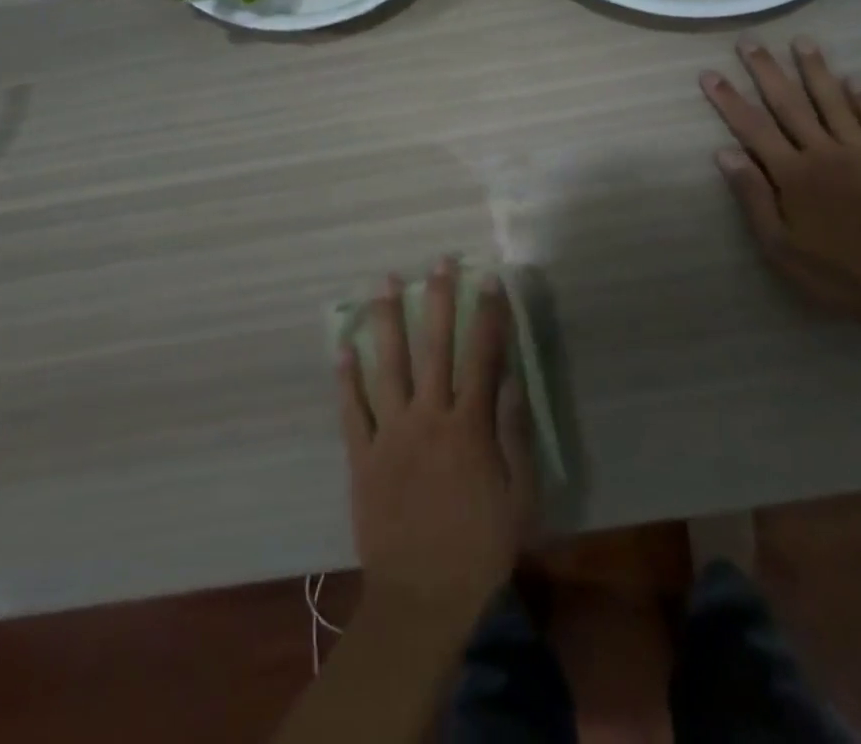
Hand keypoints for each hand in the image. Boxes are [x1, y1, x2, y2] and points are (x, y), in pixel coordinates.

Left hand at [338, 259, 537, 618]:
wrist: (422, 599)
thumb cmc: (480, 548)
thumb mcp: (518, 497)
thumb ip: (514, 434)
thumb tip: (510, 380)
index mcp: (468, 426)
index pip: (482, 356)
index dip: (488, 314)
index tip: (488, 279)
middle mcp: (428, 417)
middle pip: (434, 347)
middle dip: (438, 300)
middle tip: (437, 262)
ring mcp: (391, 433)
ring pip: (388, 365)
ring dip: (386, 321)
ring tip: (382, 283)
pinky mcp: (363, 455)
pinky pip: (352, 410)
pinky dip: (346, 378)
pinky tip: (341, 347)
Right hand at [700, 35, 860, 326]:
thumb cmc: (834, 274)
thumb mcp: (779, 247)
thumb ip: (753, 197)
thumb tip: (724, 153)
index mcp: (793, 174)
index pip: (752, 128)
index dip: (729, 99)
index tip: (710, 73)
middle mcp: (825, 153)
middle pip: (790, 103)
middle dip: (766, 71)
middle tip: (750, 41)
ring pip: (834, 102)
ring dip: (816, 70)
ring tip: (802, 42)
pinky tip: (856, 81)